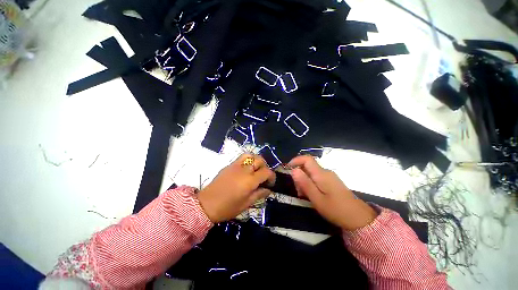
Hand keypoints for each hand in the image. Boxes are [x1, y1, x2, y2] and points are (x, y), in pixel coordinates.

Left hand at [198, 154, 275, 222]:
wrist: (206, 204)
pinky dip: (248, 160)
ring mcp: (236, 165)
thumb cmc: (228, 207)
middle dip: (265, 167)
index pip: (266, 172)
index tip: (270, 183)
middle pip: (260, 160)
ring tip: (256, 169)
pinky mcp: (229, 165)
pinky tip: (246, 169)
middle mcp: (244, 170)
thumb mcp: (246, 204)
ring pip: (251, 155)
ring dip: (256, 160)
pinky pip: (241, 158)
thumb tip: (268, 190)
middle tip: (263, 176)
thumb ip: (259, 194)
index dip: (272, 176)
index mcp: (250, 181)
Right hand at [288, 155, 376, 230]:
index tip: (288, 169)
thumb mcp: (317, 199)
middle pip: (307, 166)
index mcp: (321, 174)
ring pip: (311, 173)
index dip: (295, 161)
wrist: (359, 219)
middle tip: (298, 190)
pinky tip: (312, 195)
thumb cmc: (336, 210)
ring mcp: (329, 176)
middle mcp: (325, 172)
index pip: (307, 159)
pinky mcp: (331, 182)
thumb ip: (304, 183)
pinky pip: (317, 178)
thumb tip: (293, 170)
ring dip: (304, 181)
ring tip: (304, 195)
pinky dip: (310, 184)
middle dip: (299, 175)